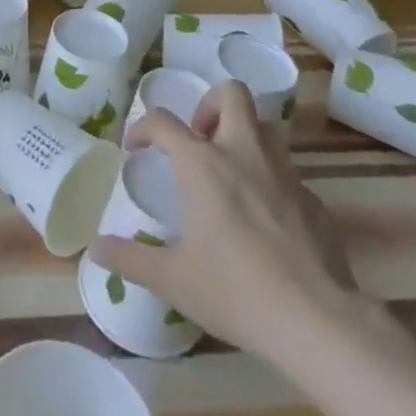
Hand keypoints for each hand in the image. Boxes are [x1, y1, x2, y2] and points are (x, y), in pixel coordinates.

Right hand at [93, 81, 356, 354]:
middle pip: (231, 94)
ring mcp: (285, 174)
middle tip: (199, 139)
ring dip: (245, 138)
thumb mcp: (173, 280)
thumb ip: (131, 259)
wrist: (318, 322)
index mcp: (203, 163)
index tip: (136, 148)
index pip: (163, 121)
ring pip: (265, 128)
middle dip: (211, 104)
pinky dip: (272, 184)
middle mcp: (243, 153)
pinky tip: (268, 223)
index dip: (143, 128)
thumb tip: (96, 249)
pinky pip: (289, 175)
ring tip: (232, 174)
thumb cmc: (235, 291)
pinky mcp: (315, 202)